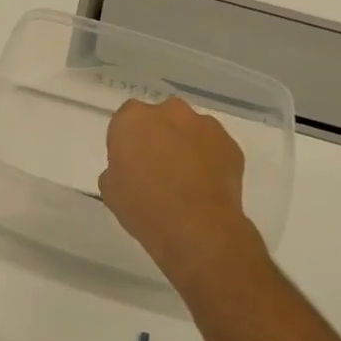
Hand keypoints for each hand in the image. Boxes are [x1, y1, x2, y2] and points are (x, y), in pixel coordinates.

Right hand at [100, 97, 261, 291]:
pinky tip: (203, 185)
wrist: (196, 228)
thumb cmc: (143, 207)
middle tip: (155, 167)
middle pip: (160, 118)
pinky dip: (207, 158)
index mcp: (133, 120)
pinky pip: (212, 146)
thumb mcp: (110, 188)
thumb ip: (117, 167)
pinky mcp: (230, 143)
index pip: (125, 119)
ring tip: (184, 178)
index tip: (128, 161)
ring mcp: (205, 125)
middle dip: (157, 136)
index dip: (126, 140)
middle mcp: (170, 112)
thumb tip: (131, 168)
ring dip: (184, 145)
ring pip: (189, 129)